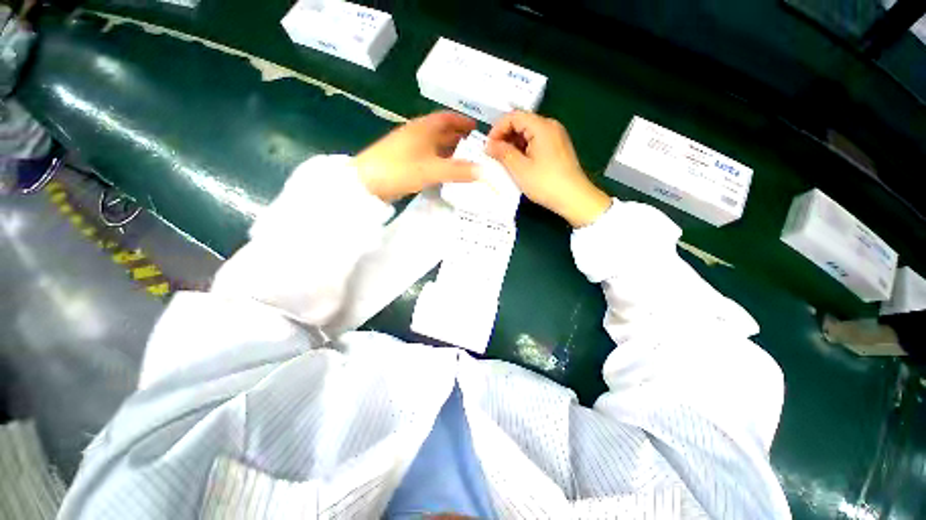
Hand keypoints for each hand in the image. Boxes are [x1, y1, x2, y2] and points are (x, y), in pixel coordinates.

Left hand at [355, 111, 478, 201]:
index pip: (447, 118)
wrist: (366, 181)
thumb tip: (484, 172)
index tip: (475, 128)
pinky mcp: (403, 160)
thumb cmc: (400, 169)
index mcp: (424, 128)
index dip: (462, 121)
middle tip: (474, 147)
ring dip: (448, 149)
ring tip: (463, 159)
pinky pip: (426, 155)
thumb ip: (459, 171)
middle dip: (457, 136)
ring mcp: (408, 147)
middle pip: (440, 130)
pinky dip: (438, 159)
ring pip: (433, 144)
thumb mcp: (433, 170)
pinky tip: (443, 169)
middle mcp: (416, 133)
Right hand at [487, 111, 611, 226]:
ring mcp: (556, 138)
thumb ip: (502, 153)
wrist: (574, 199)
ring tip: (504, 162)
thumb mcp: (520, 169)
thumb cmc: (545, 183)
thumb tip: (489, 145)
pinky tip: (518, 165)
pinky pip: (536, 143)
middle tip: (494, 155)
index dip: (497, 129)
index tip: (488, 146)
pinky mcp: (558, 149)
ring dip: (513, 145)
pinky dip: (524, 150)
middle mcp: (551, 127)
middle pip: (522, 123)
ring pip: (529, 134)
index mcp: (542, 126)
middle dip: (505, 137)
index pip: (514, 116)